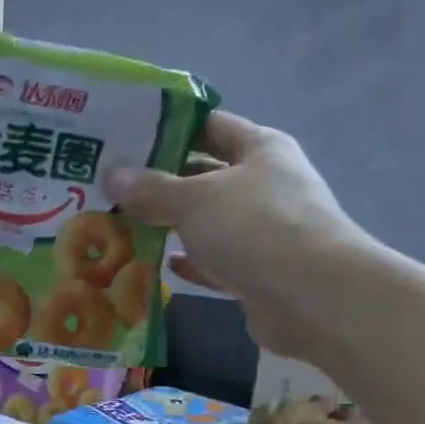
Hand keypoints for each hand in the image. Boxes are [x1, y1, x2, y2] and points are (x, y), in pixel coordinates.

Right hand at [106, 111, 366, 362]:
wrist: (312, 298)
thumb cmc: (254, 228)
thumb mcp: (193, 200)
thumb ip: (151, 188)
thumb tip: (112, 174)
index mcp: (261, 149)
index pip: (211, 125)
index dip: (170, 127)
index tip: (127, 136)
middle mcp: (266, 185)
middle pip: (207, 175)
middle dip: (163, 181)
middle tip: (113, 186)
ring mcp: (266, 231)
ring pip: (210, 222)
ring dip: (173, 224)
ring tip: (124, 224)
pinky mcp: (260, 274)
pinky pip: (218, 262)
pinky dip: (193, 263)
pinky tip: (162, 264)